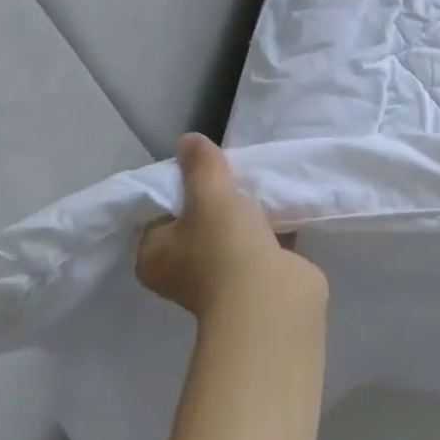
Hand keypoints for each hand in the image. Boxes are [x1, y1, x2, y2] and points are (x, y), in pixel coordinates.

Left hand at [136, 133, 326, 322]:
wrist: (271, 299)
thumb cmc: (226, 246)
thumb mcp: (210, 194)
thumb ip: (201, 165)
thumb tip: (187, 140)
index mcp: (154, 256)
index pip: (160, 213)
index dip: (181, 187)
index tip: (205, 167)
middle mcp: (182, 271)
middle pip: (197, 222)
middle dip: (219, 199)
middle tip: (236, 173)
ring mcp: (220, 279)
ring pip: (230, 234)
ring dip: (247, 214)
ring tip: (263, 185)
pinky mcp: (254, 281)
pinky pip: (259, 245)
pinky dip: (271, 229)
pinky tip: (285, 206)